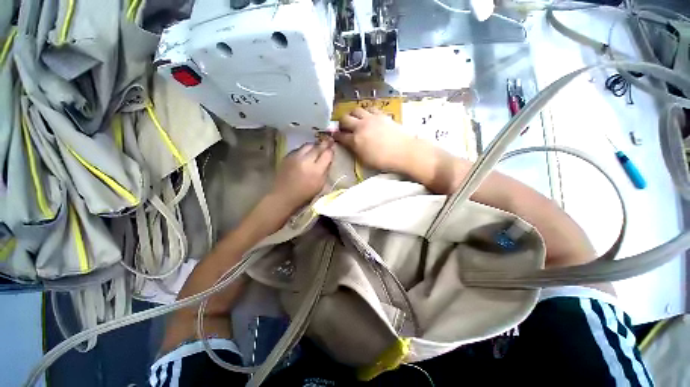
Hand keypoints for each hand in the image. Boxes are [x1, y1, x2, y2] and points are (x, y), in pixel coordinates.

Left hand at [268, 139, 333, 211]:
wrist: (283, 196)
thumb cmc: (305, 194)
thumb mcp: (320, 185)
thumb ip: (326, 171)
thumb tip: (329, 160)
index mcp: (316, 170)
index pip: (327, 154)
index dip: (331, 150)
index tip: (333, 147)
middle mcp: (306, 160)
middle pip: (317, 147)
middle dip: (324, 144)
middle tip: (328, 141)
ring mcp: (295, 157)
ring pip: (308, 145)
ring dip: (314, 146)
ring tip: (317, 148)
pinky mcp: (287, 156)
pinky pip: (299, 149)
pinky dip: (304, 150)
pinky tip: (305, 154)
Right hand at [334, 108, 414, 172]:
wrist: (403, 152)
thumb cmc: (383, 161)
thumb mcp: (365, 160)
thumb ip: (355, 150)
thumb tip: (351, 144)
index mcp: (355, 141)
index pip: (340, 136)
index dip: (335, 136)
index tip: (334, 135)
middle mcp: (360, 126)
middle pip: (344, 119)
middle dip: (341, 123)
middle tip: (344, 127)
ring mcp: (371, 118)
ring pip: (356, 109)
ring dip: (352, 114)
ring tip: (355, 119)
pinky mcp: (381, 114)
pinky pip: (369, 108)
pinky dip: (366, 111)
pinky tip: (368, 116)